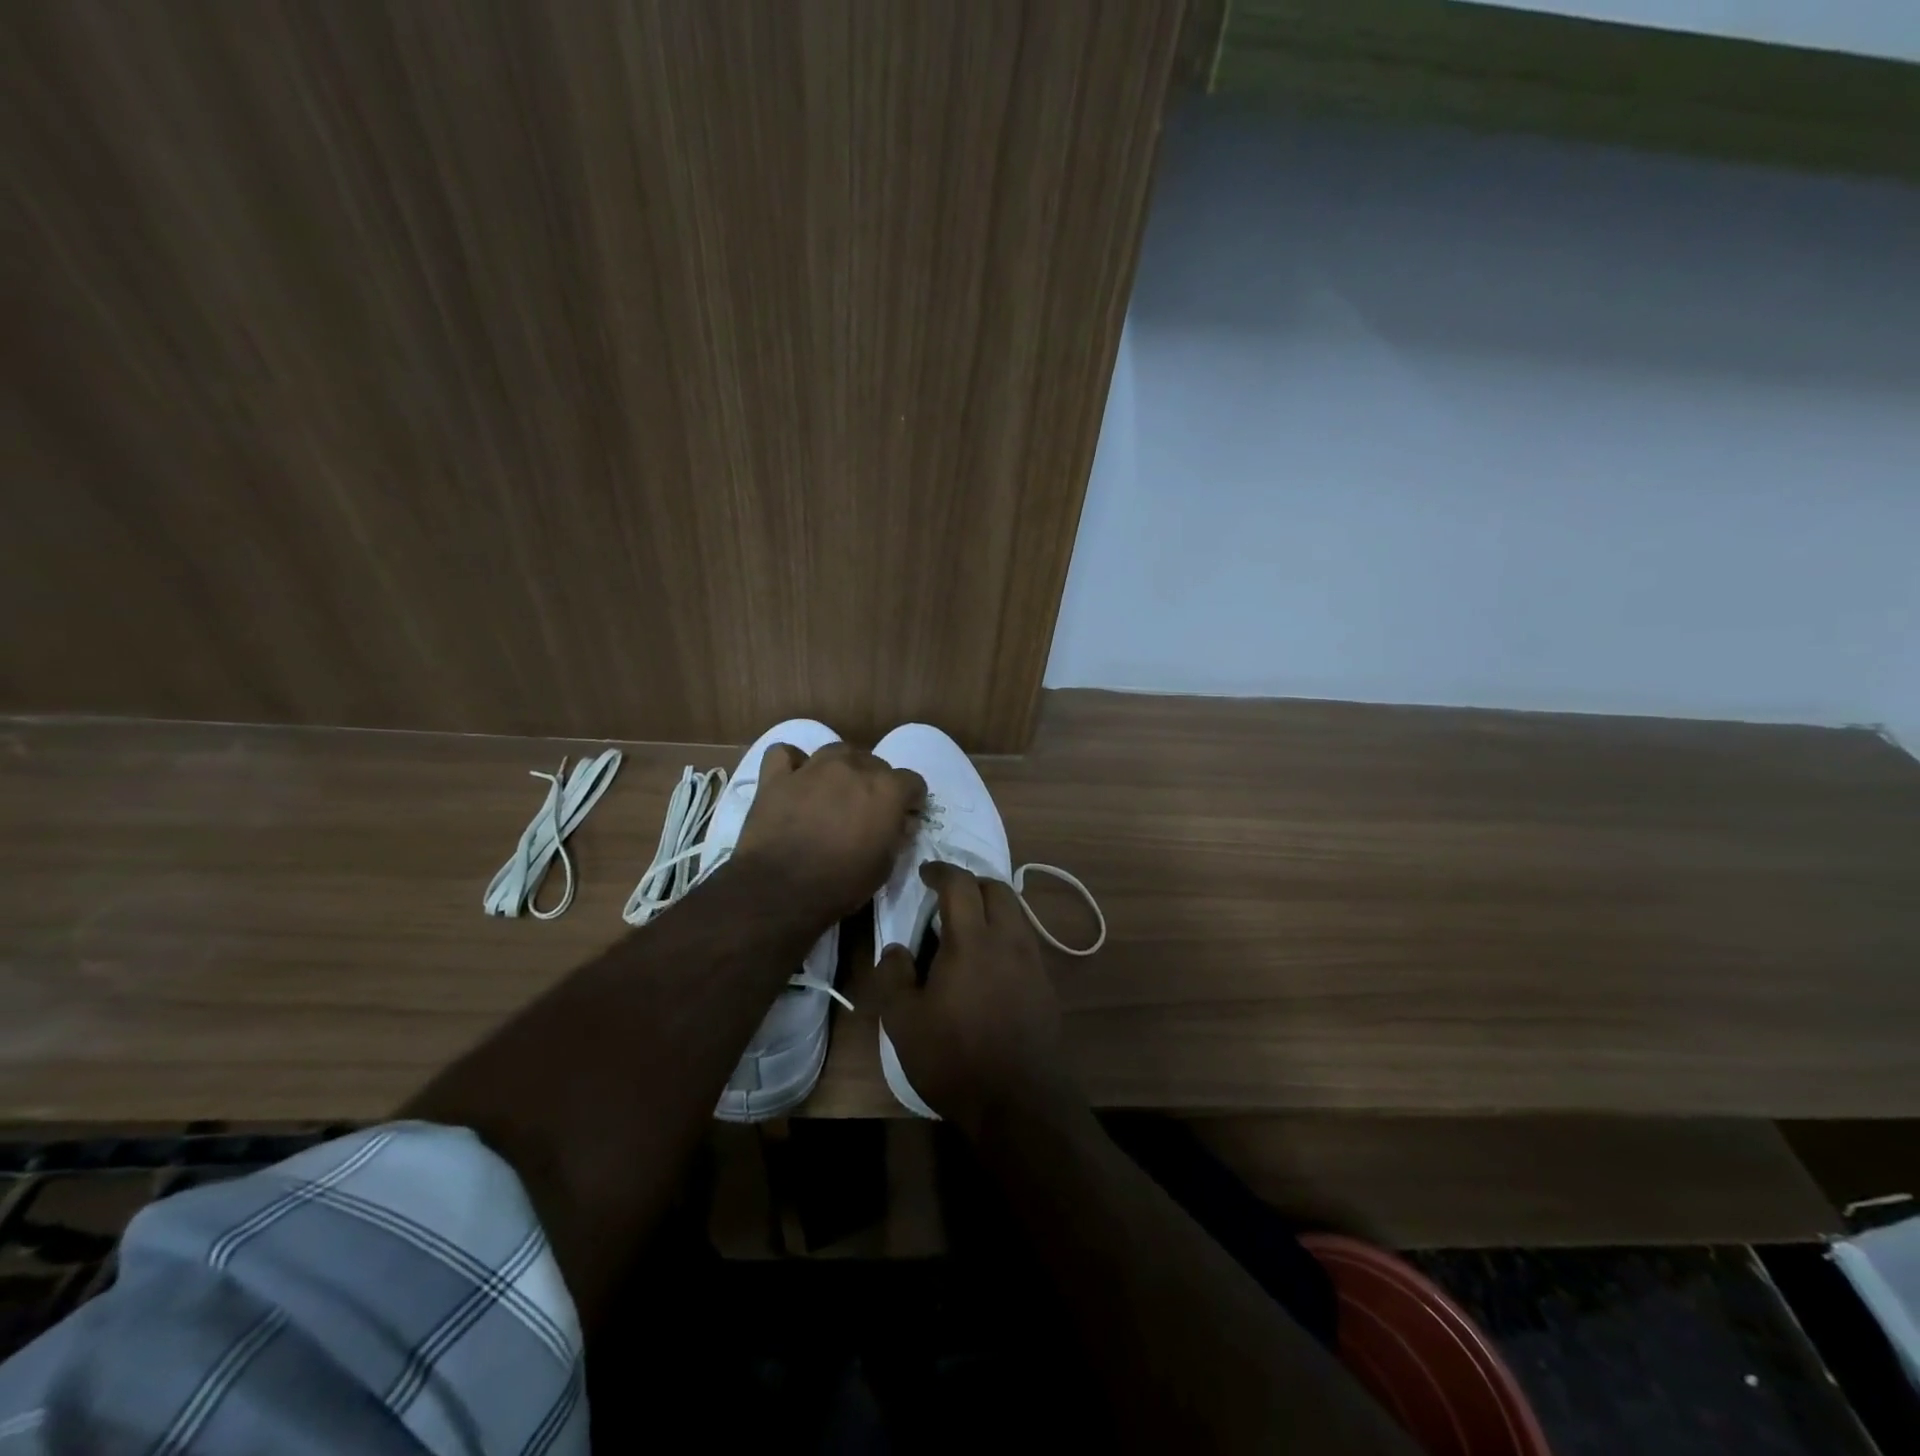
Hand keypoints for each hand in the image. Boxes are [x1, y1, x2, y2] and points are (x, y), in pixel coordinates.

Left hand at [735, 740, 926, 922]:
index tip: (902, 817)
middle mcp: (853, 767)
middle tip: (864, 810)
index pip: (913, 781)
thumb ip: (897, 835)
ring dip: (841, 768)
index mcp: (886, 789)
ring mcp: (813, 767)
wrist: (781, 889)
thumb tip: (902, 821)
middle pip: (875, 762)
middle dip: (875, 783)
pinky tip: (794, 779)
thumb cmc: (841, 883)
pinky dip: (793, 763)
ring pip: (836, 750)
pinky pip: (786, 754)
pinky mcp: (777, 775)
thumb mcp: (884, 866)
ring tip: (833, 791)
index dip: (910, 800)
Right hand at [876, 861, 1079, 1135]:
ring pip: (1016, 912)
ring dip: (992, 906)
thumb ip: (893, 977)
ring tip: (968, 926)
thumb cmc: (955, 1058)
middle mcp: (1009, 940)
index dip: (941, 871)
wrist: (1020, 1102)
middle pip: (997, 888)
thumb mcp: (903, 1022)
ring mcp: (1033, 961)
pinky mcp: (1045, 984)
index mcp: (972, 941)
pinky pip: (1025, 939)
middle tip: (948, 897)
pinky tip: (989, 961)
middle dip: (972, 883)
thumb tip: (897, 950)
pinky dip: (1005, 932)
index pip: (960, 884)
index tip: (926, 872)